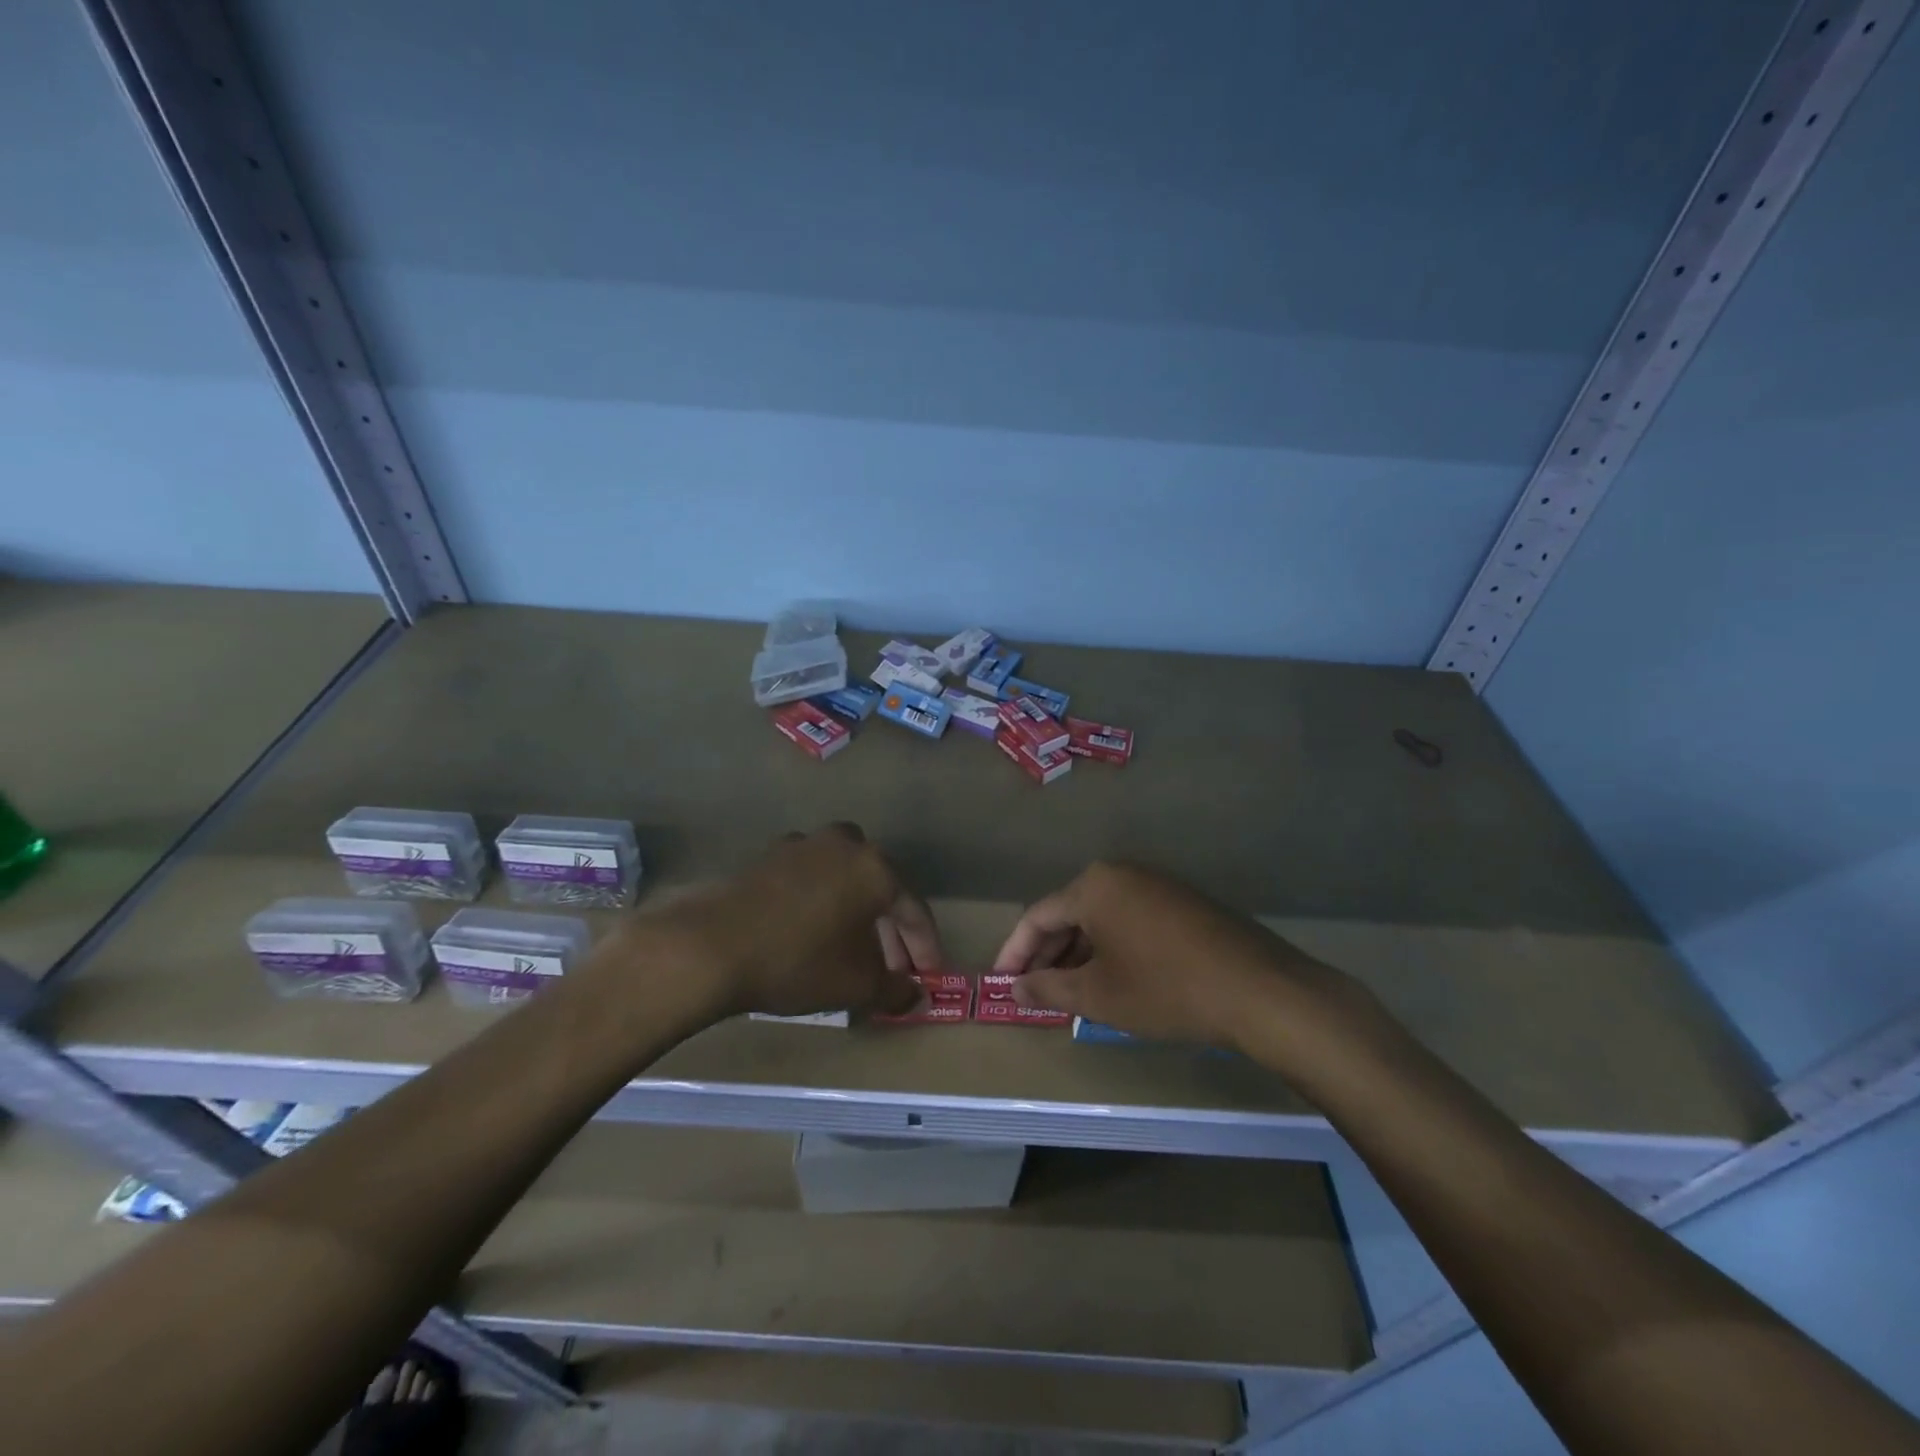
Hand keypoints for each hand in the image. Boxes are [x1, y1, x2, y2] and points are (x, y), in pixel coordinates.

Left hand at [625, 823, 939, 1019]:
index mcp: (875, 868)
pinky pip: (812, 881)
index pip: (914, 909)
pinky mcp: (769, 856)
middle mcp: (844, 845)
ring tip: (853, 954)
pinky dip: (823, 906)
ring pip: (844, 882)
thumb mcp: (856, 984)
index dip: (925, 946)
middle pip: (880, 890)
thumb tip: (914, 992)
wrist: (710, 945)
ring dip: (855, 917)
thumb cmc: (798, 961)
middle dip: (890, 933)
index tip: (928, 975)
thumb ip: (895, 988)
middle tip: (892, 970)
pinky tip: (813, 936)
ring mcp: (803, 845)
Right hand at [994, 862, 1370, 1057]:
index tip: (1001, 984)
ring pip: (1101, 918)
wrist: (1259, 989)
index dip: (1015, 952)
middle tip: (1033, 993)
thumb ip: (1049, 988)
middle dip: (1048, 955)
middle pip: (1069, 914)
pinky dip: (1112, 949)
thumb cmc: (1165, 989)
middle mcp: (1121, 874)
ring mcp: (1156, 884)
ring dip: (1080, 954)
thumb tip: (1015, 989)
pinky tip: (1112, 980)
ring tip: (1068, 993)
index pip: (1038, 916)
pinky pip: (1130, 920)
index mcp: (1094, 886)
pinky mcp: (1182, 902)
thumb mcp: (1099, 995)